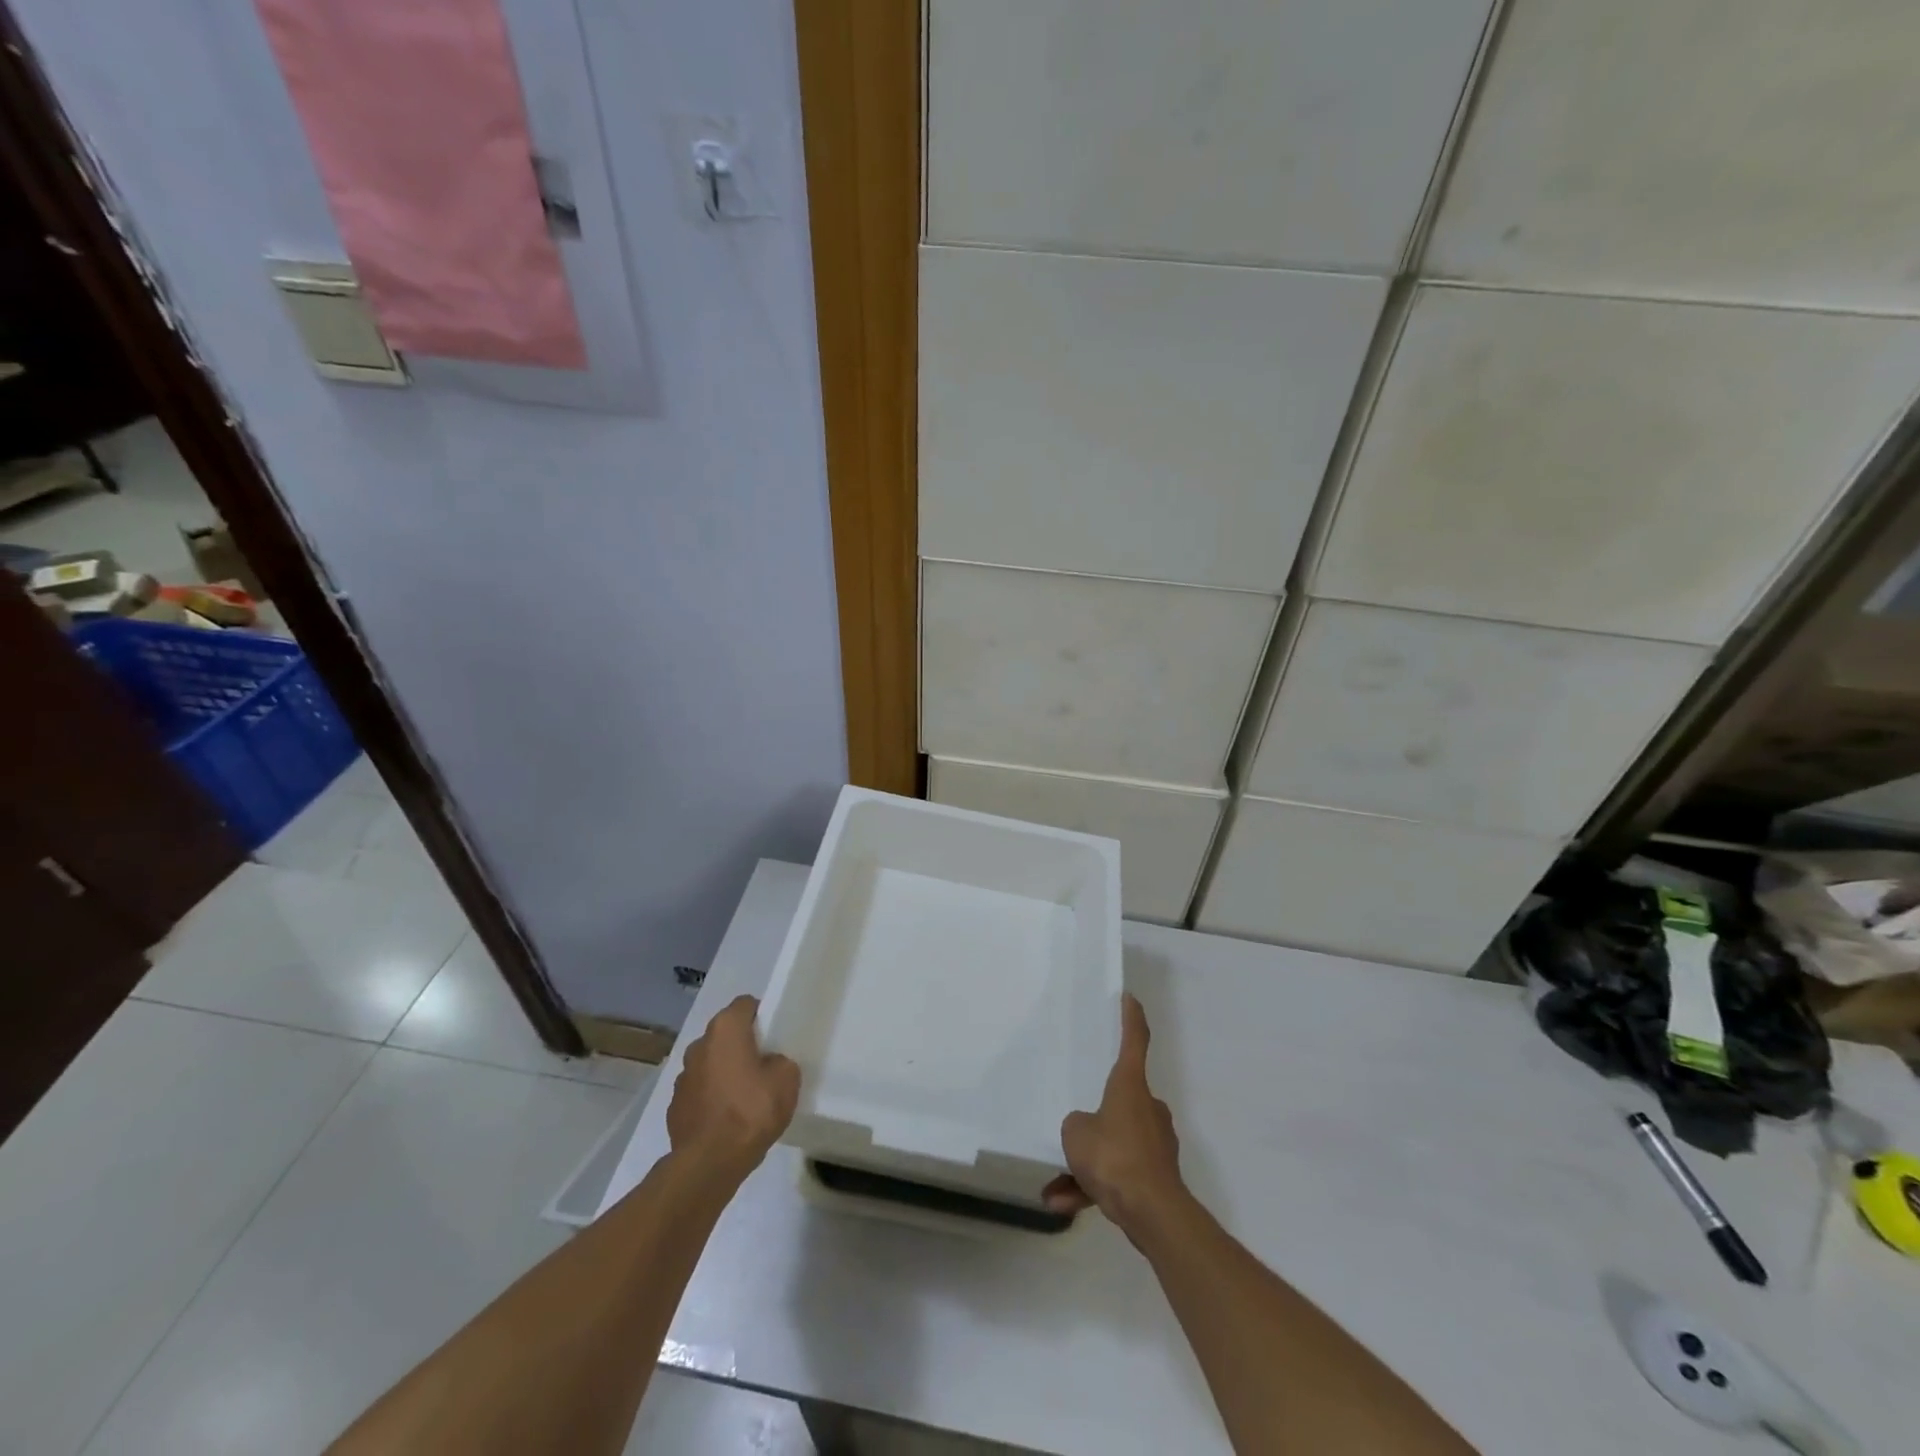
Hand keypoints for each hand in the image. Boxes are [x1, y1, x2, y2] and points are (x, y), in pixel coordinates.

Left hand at [666, 995, 799, 1181]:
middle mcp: (699, 1046)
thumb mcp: (786, 1080)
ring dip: (724, 1073)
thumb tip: (769, 1065)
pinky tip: (727, 1119)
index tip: (775, 1034)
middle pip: (725, 1035)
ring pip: (710, 1064)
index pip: (745, 1005)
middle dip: (742, 1045)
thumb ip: (780, 1062)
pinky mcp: (674, 1108)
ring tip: (745, 1097)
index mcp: (725, 1030)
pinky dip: (712, 1099)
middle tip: (764, 1065)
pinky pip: (700, 1093)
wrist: (709, 1163)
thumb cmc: (751, 1110)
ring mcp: (682, 1078)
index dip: (762, 1014)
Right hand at [1043, 993, 1183, 1237]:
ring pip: (1115, 1145)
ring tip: (1057, 1186)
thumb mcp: (1076, 1132)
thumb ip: (1077, 1125)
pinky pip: (1119, 1176)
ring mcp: (1155, 1144)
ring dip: (1087, 1164)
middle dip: (1096, 1120)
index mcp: (1130, 1086)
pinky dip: (1093, 1188)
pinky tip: (1065, 1203)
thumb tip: (1087, 1131)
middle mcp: (1147, 1108)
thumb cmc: (1113, 1156)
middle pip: (1120, 1102)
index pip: (1135, 1041)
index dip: (1131, 1018)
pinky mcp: (1156, 1177)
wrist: (1152, 1212)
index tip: (1130, 998)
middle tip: (1074, 1132)